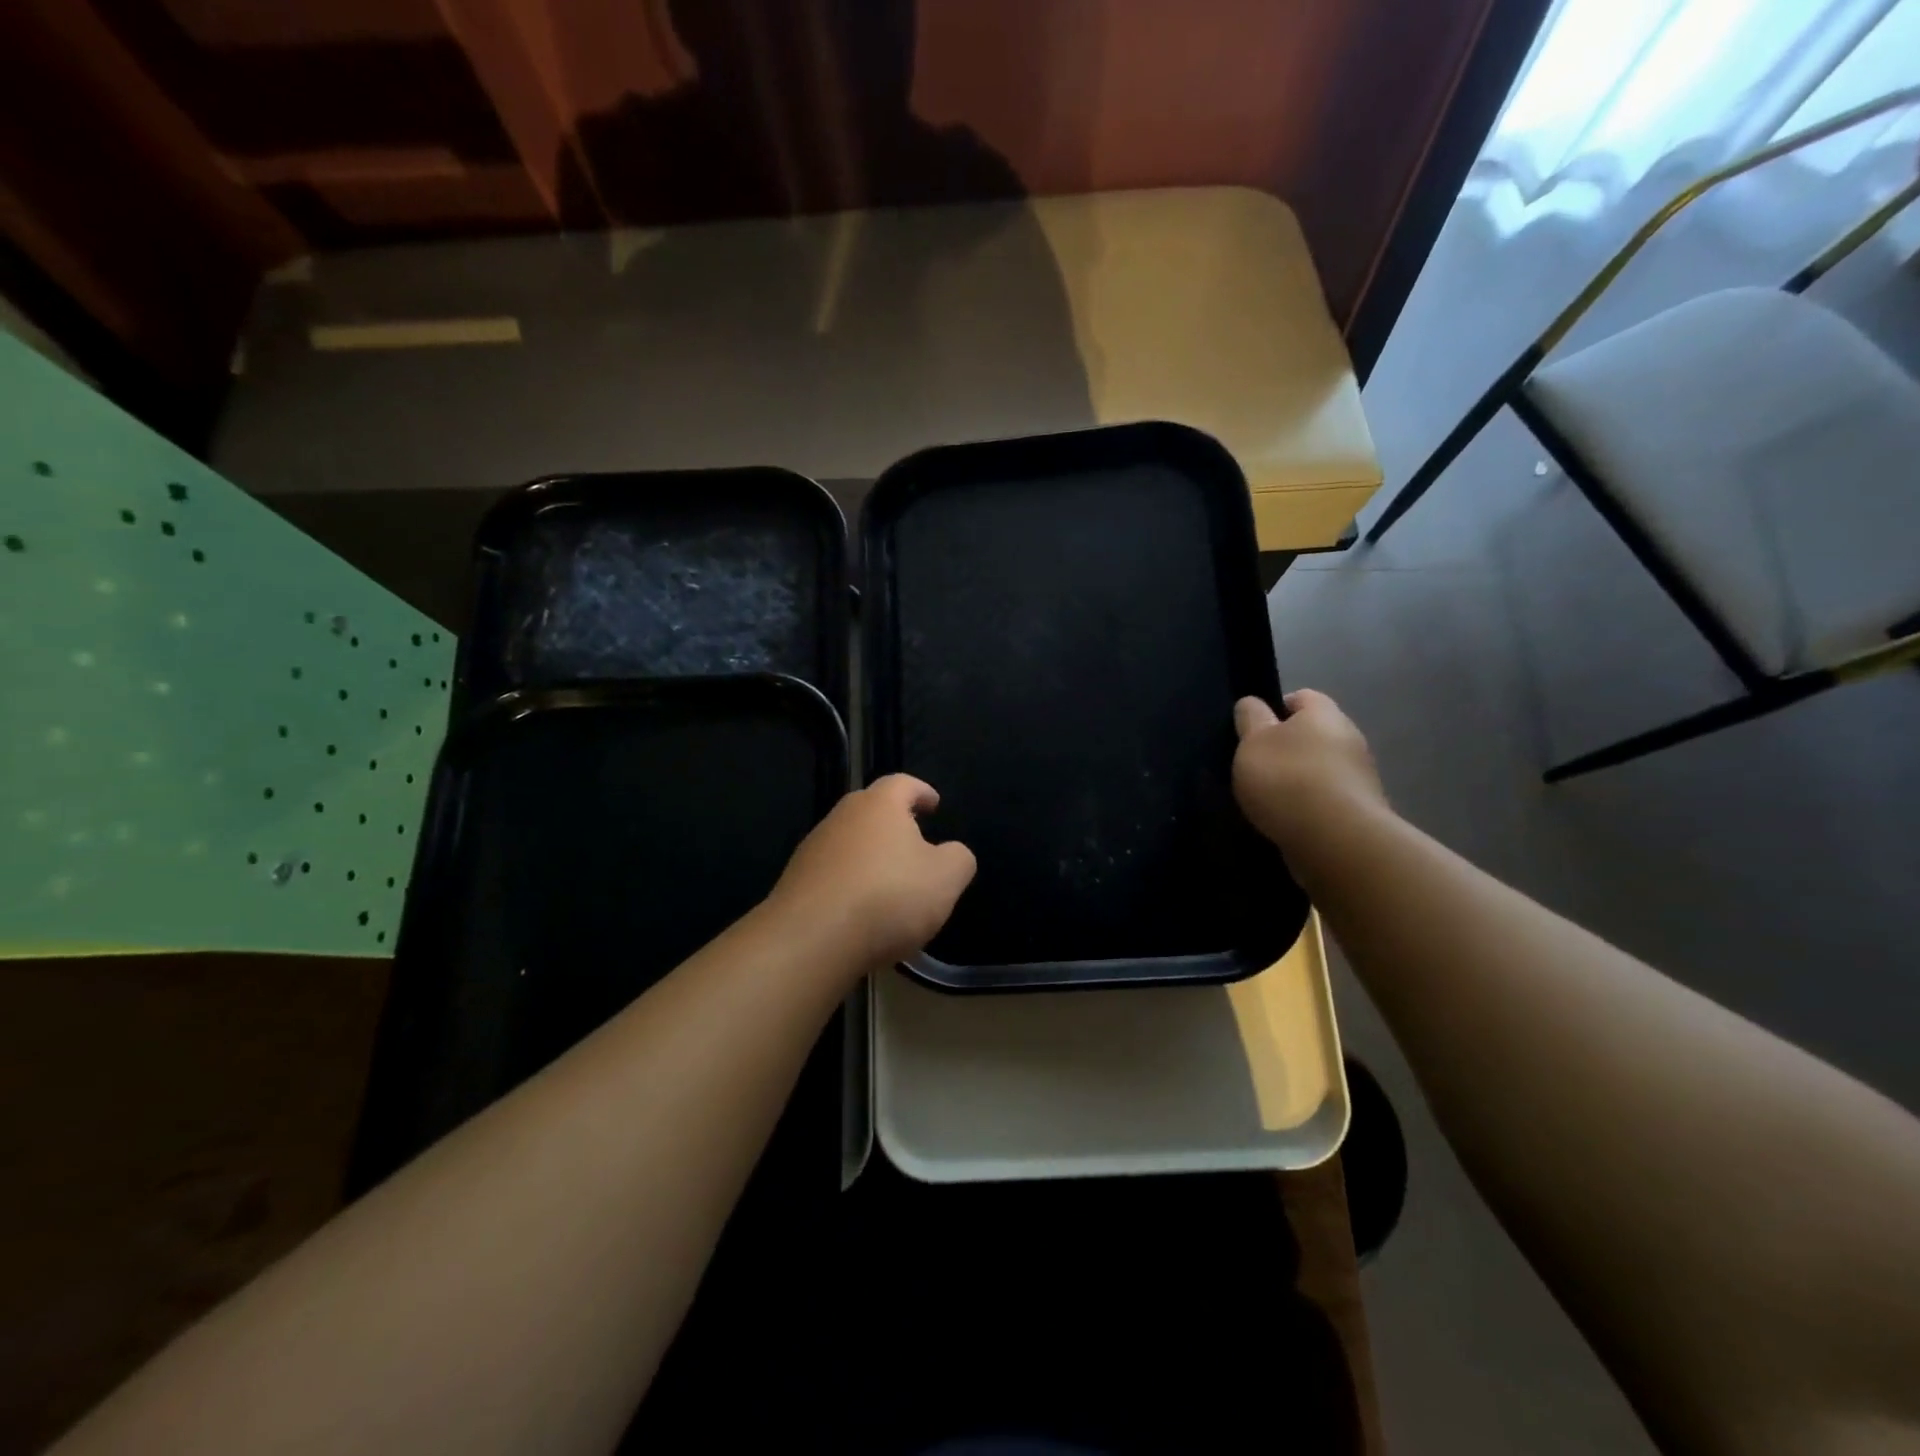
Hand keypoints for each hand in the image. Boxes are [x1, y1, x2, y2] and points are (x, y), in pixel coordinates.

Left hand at [766, 774, 976, 970]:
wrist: (811, 938)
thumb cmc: (888, 897)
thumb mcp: (946, 879)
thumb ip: (958, 858)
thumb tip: (953, 853)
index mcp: (880, 805)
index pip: (903, 783)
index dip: (922, 791)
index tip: (934, 804)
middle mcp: (842, 817)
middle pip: (871, 809)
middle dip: (894, 822)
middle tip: (915, 841)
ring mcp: (814, 848)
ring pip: (850, 842)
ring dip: (870, 856)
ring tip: (891, 884)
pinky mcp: (796, 881)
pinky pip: (833, 874)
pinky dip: (851, 884)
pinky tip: (862, 912)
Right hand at [1232, 690, 1387, 851]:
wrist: (1336, 841)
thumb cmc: (1287, 780)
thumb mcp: (1252, 742)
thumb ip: (1250, 718)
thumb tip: (1252, 703)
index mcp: (1324, 714)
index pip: (1301, 697)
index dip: (1275, 709)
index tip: (1252, 732)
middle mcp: (1349, 738)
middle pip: (1313, 735)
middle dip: (1287, 748)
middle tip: (1256, 767)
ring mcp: (1360, 777)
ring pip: (1321, 769)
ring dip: (1299, 780)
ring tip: (1268, 800)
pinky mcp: (1361, 811)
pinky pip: (1328, 800)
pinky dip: (1309, 807)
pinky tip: (1288, 822)